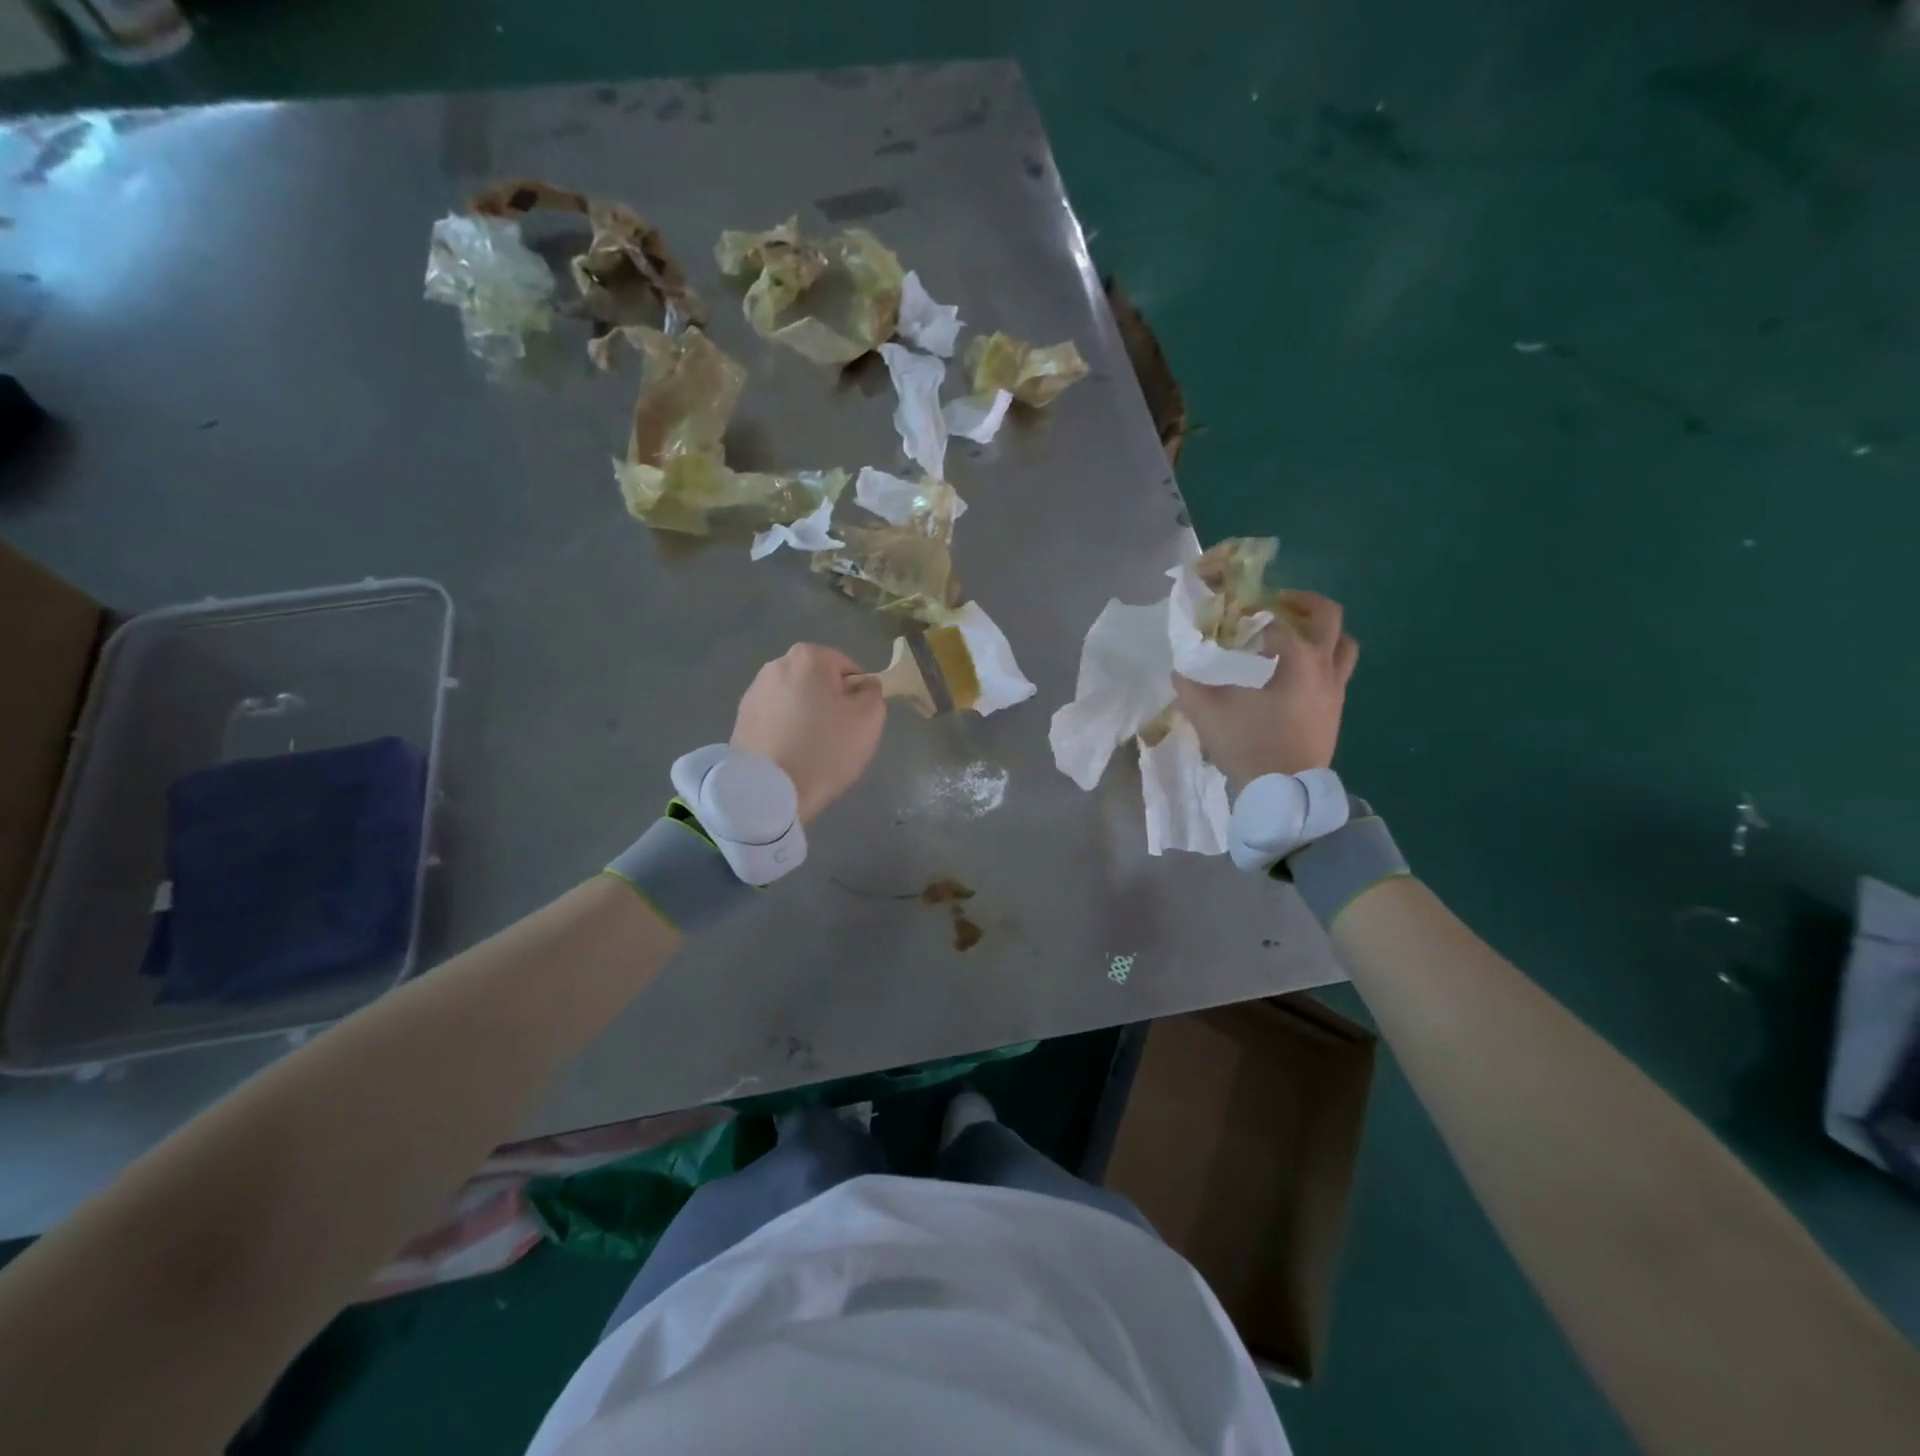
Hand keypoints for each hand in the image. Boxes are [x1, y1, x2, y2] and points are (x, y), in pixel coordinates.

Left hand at [731, 644, 884, 822]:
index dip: (857, 695)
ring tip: (811, 751)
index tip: (855, 723)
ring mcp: (753, 693)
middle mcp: (775, 665)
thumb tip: (862, 686)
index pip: (847, 668)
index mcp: (808, 657)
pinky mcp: (741, 720)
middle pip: (817, 683)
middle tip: (836, 738)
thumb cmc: (825, 748)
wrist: (769, 791)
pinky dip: (785, 733)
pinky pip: (775, 721)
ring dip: (805, 719)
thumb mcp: (869, 717)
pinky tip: (790, 757)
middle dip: (828, 704)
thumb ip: (873, 691)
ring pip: (795, 702)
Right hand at [1174, 590, 1357, 791]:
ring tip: (1296, 636)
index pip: (1278, 619)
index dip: (1254, 610)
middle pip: (1328, 617)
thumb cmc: (1249, 745)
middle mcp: (1324, 667)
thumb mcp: (1208, 713)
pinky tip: (1296, 673)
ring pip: (1343, 644)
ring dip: (1322, 632)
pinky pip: (1338, 670)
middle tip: (1277, 605)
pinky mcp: (1337, 709)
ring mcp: (1336, 689)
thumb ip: (1190, 685)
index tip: (1235, 613)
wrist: (1284, 791)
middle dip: (1303, 603)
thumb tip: (1179, 668)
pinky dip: (1322, 659)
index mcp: (1297, 660)